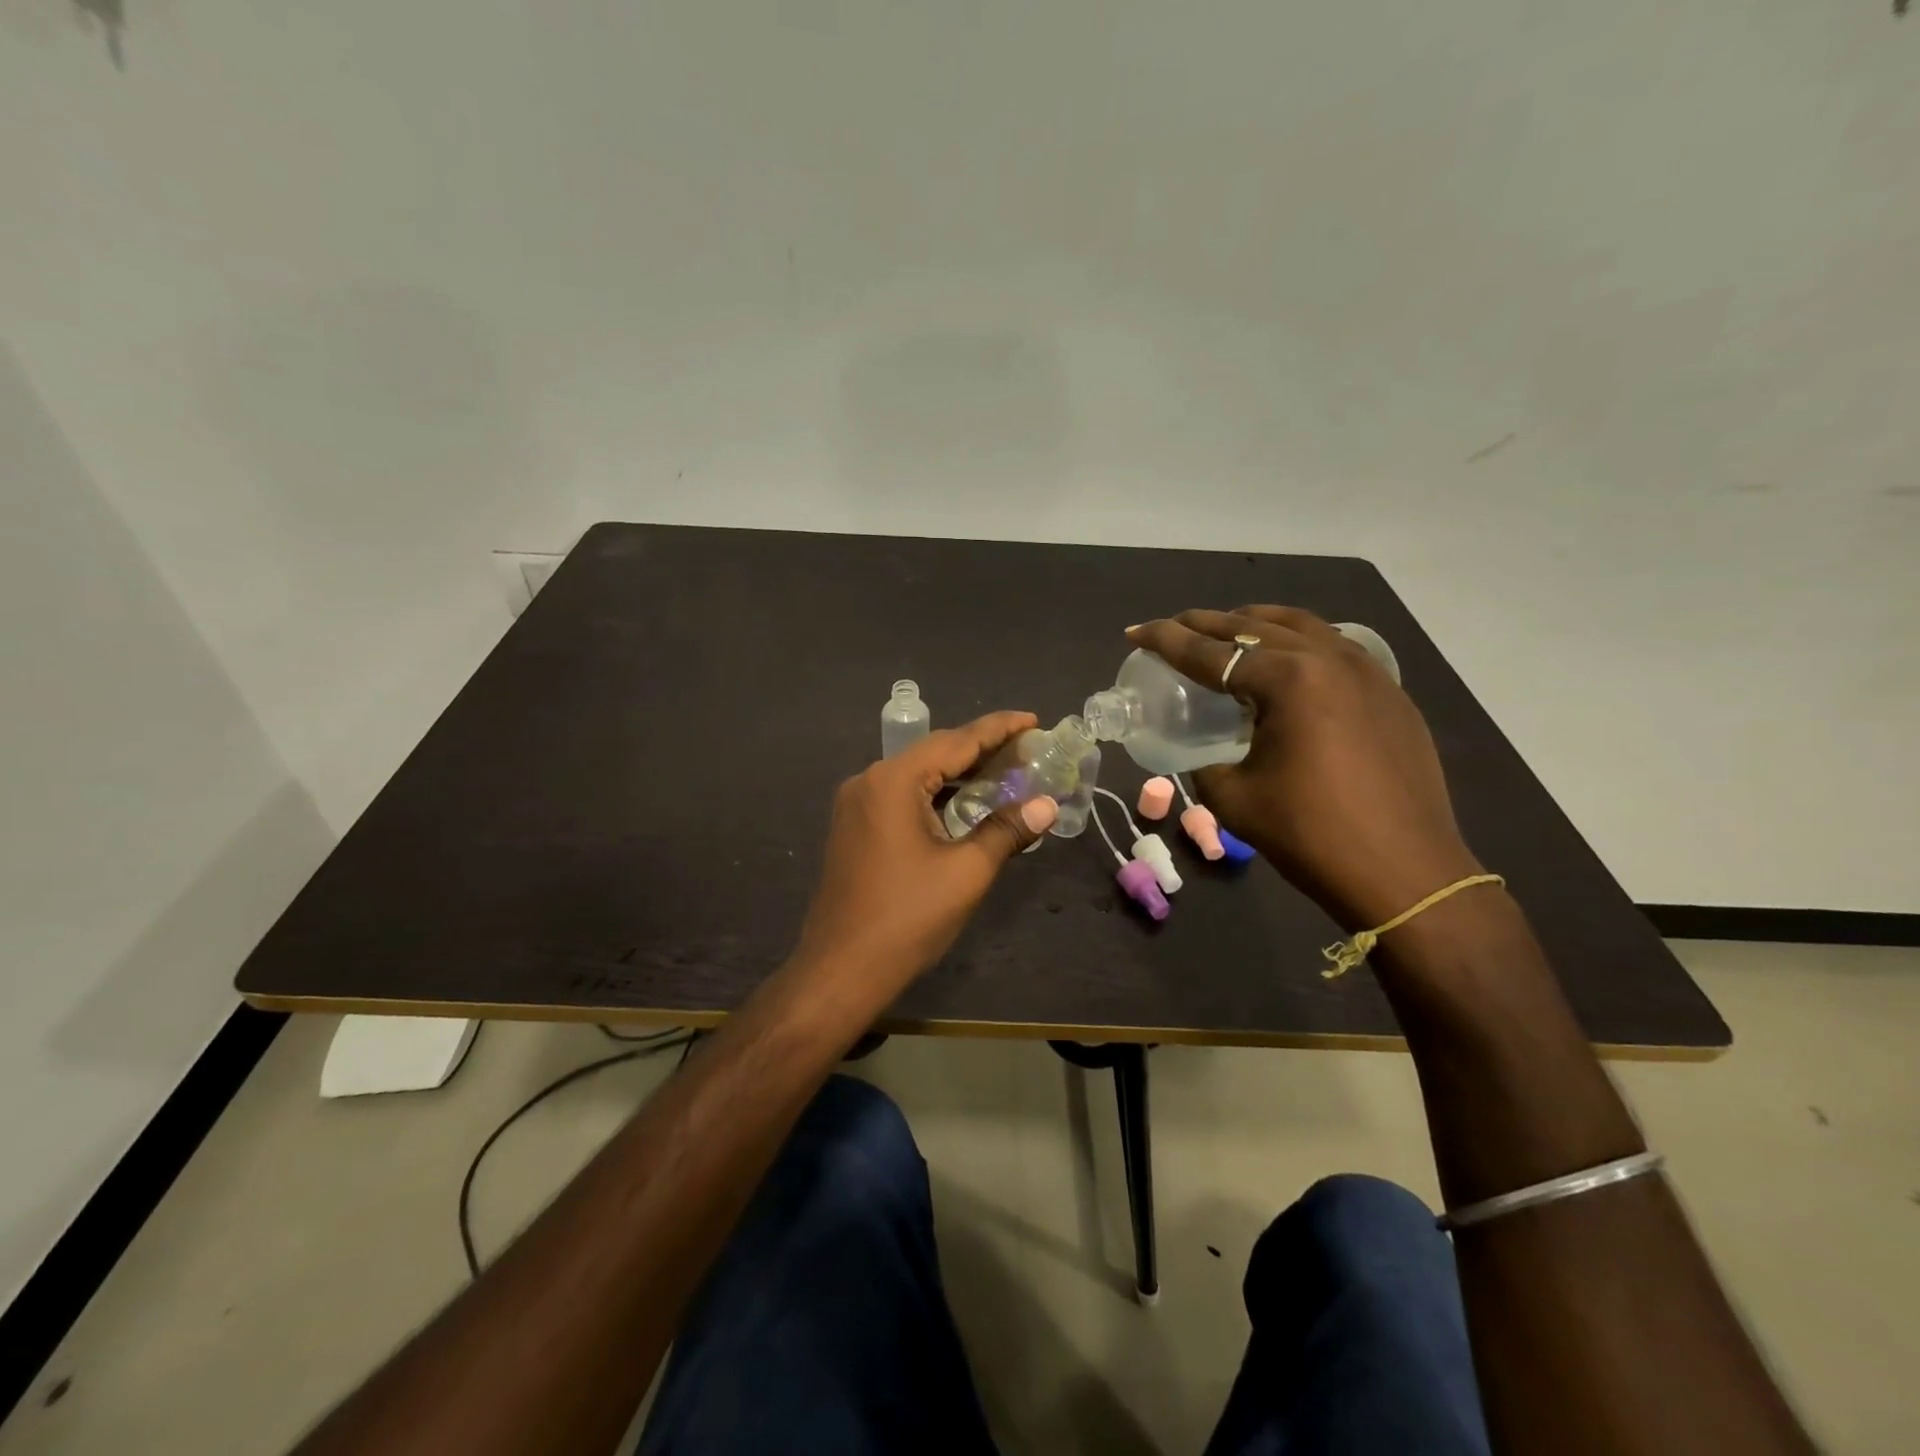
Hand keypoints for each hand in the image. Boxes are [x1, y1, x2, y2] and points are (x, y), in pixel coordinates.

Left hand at [793, 712, 1059, 992]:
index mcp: (894, 781)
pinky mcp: (855, 827)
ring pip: (918, 776)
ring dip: (959, 775)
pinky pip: (902, 797)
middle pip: (935, 754)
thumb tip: (1046, 805)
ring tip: (1005, 773)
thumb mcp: (966, 872)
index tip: (1033, 719)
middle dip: (982, 750)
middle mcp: (870, 781)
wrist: (841, 970)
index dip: (999, 729)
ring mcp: (857, 805)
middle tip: (1027, 749)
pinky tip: (965, 804)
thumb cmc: (907, 918)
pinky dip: (936, 796)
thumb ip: (1007, 830)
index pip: (956, 741)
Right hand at [1127, 607, 1480, 929]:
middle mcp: (1330, 660)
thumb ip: (1205, 763)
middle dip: (1209, 623)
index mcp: (1289, 681)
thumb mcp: (1234, 799)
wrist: (1405, 874)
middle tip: (1176, 627)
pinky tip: (1288, 662)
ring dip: (1258, 623)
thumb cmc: (1311, 835)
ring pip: (1303, 627)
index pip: (1212, 652)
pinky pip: (1336, 649)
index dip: (1167, 640)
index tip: (1136, 631)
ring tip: (1229, 630)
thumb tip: (1203, 751)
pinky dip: (1299, 644)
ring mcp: (1369, 673)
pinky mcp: (1391, 695)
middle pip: (1256, 626)